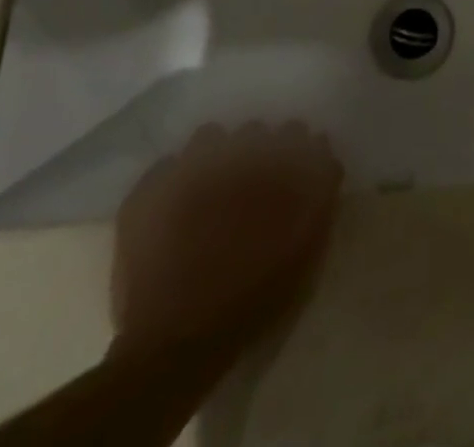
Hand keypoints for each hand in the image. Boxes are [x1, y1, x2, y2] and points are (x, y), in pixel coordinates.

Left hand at [111, 122, 342, 358]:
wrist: (179, 342)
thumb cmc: (252, 299)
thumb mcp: (305, 252)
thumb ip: (319, 200)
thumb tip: (324, 164)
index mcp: (278, 167)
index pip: (298, 135)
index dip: (297, 152)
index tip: (293, 172)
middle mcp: (238, 156)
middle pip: (256, 132)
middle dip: (257, 151)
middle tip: (251, 185)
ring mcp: (189, 169)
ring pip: (210, 137)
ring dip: (217, 156)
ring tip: (212, 190)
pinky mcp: (149, 193)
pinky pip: (167, 166)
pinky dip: (174, 178)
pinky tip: (175, 206)